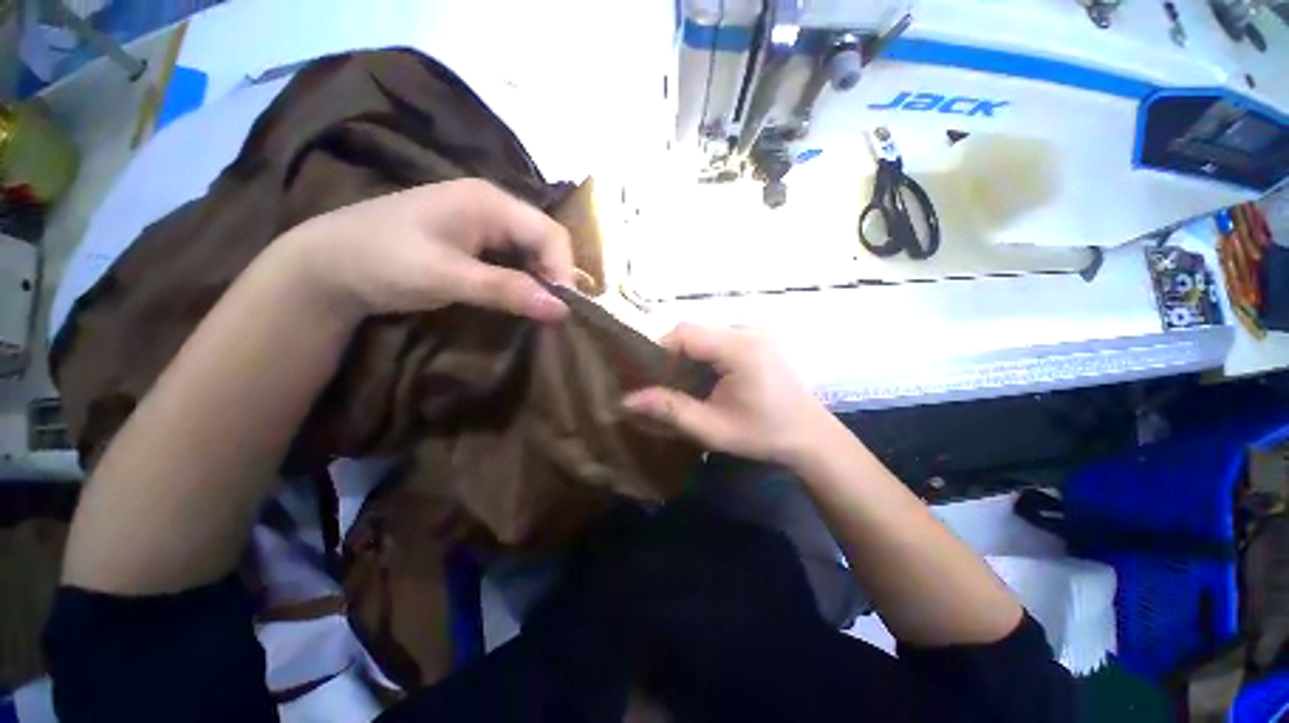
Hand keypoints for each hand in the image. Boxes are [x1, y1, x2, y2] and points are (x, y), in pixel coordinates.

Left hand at [284, 179, 572, 320]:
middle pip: (544, 238)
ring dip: (541, 279)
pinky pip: (514, 257)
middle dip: (555, 275)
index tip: (563, 308)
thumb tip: (563, 310)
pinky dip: (524, 279)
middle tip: (555, 312)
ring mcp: (482, 221)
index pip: (549, 232)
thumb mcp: (448, 277)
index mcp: (489, 201)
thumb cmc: (384, 261)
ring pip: (532, 249)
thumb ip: (507, 290)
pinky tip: (522, 298)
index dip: (564, 269)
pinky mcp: (473, 239)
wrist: (327, 266)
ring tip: (543, 309)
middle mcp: (492, 205)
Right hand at [622, 324, 838, 467]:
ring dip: (688, 355)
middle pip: (694, 331)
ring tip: (682, 384)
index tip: (648, 377)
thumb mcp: (712, 428)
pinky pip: (720, 339)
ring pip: (705, 334)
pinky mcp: (759, 339)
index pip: (685, 332)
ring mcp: (756, 332)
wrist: (811, 438)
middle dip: (672, 355)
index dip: (659, 349)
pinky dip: (704, 355)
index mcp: (740, 348)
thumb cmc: (763, 435)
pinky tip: (705, 379)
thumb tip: (626, 400)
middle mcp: (748, 330)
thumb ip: (669, 409)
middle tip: (663, 385)